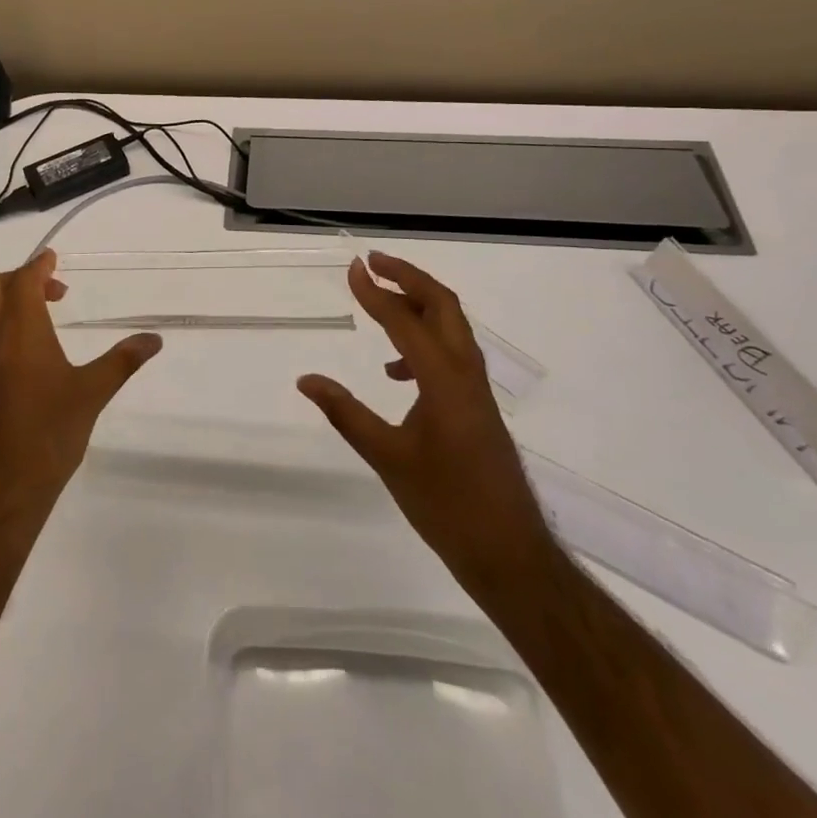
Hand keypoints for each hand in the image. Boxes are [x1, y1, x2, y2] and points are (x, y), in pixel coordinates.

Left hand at [0, 249, 161, 533]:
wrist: (0, 489)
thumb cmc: (48, 434)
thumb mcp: (92, 394)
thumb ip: (122, 361)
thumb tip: (154, 338)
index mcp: (21, 331)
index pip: (23, 281)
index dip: (38, 265)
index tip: (53, 258)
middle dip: (21, 280)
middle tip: (54, 292)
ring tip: (31, 315)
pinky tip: (18, 351)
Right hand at [298, 253, 554, 579]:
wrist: (510, 554)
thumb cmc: (447, 505)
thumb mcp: (388, 458)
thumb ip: (346, 413)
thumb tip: (306, 381)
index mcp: (444, 380)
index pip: (406, 320)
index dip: (376, 292)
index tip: (352, 268)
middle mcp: (465, 372)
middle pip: (442, 304)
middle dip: (408, 277)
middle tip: (373, 263)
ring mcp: (476, 388)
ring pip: (451, 326)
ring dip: (418, 303)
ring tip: (380, 302)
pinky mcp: (477, 404)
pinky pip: (451, 352)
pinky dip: (424, 340)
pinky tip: (394, 369)